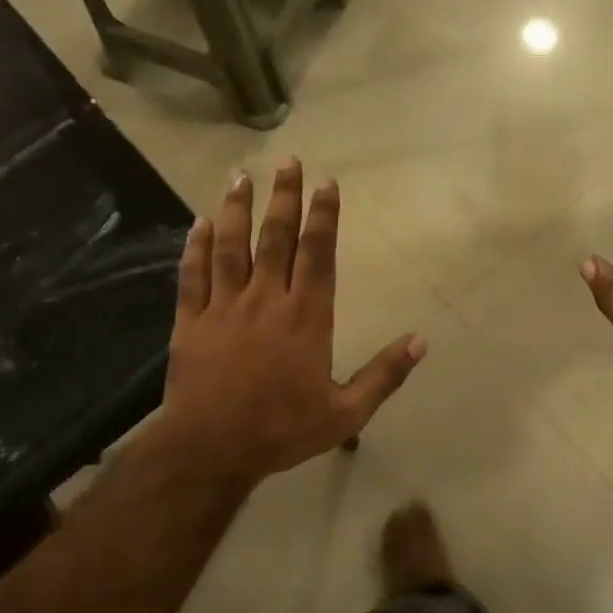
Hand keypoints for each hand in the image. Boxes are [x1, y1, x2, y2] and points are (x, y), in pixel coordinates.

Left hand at [159, 160, 424, 482]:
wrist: (211, 450)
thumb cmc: (283, 430)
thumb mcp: (346, 412)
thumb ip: (384, 374)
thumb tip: (422, 341)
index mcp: (306, 317)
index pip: (318, 254)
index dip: (324, 216)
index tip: (327, 184)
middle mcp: (266, 300)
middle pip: (276, 238)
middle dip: (284, 198)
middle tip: (288, 162)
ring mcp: (224, 308)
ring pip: (231, 247)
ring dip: (237, 209)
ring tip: (241, 177)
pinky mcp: (191, 322)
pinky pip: (192, 275)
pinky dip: (195, 246)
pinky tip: (200, 222)